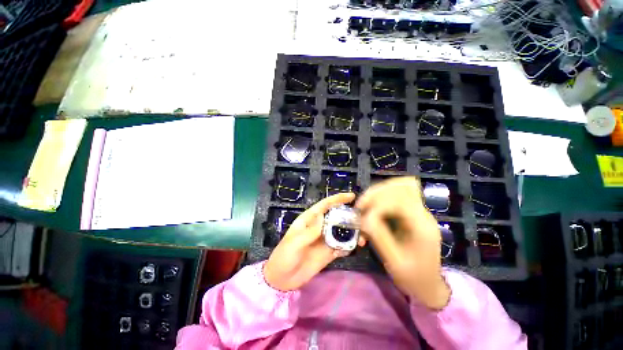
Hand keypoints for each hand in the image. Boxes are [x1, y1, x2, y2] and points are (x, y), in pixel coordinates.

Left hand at [263, 193, 361, 290]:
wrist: (282, 279)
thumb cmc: (284, 256)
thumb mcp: (295, 242)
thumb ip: (310, 231)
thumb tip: (323, 215)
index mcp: (310, 220)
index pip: (325, 205)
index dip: (337, 199)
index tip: (352, 196)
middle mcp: (319, 227)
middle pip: (337, 217)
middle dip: (349, 217)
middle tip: (363, 221)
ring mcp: (325, 240)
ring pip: (341, 232)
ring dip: (352, 233)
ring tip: (363, 239)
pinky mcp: (328, 252)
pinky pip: (341, 246)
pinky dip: (349, 246)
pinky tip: (354, 249)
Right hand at [356, 177, 449, 309]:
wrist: (428, 283)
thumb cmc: (412, 277)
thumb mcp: (394, 261)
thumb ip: (379, 236)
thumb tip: (364, 218)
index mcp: (422, 226)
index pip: (399, 200)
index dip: (377, 205)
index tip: (363, 217)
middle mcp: (422, 212)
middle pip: (400, 186)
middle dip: (375, 193)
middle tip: (360, 206)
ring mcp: (418, 210)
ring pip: (398, 186)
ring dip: (377, 193)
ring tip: (364, 205)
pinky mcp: (412, 211)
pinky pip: (396, 193)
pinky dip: (381, 195)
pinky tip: (372, 205)